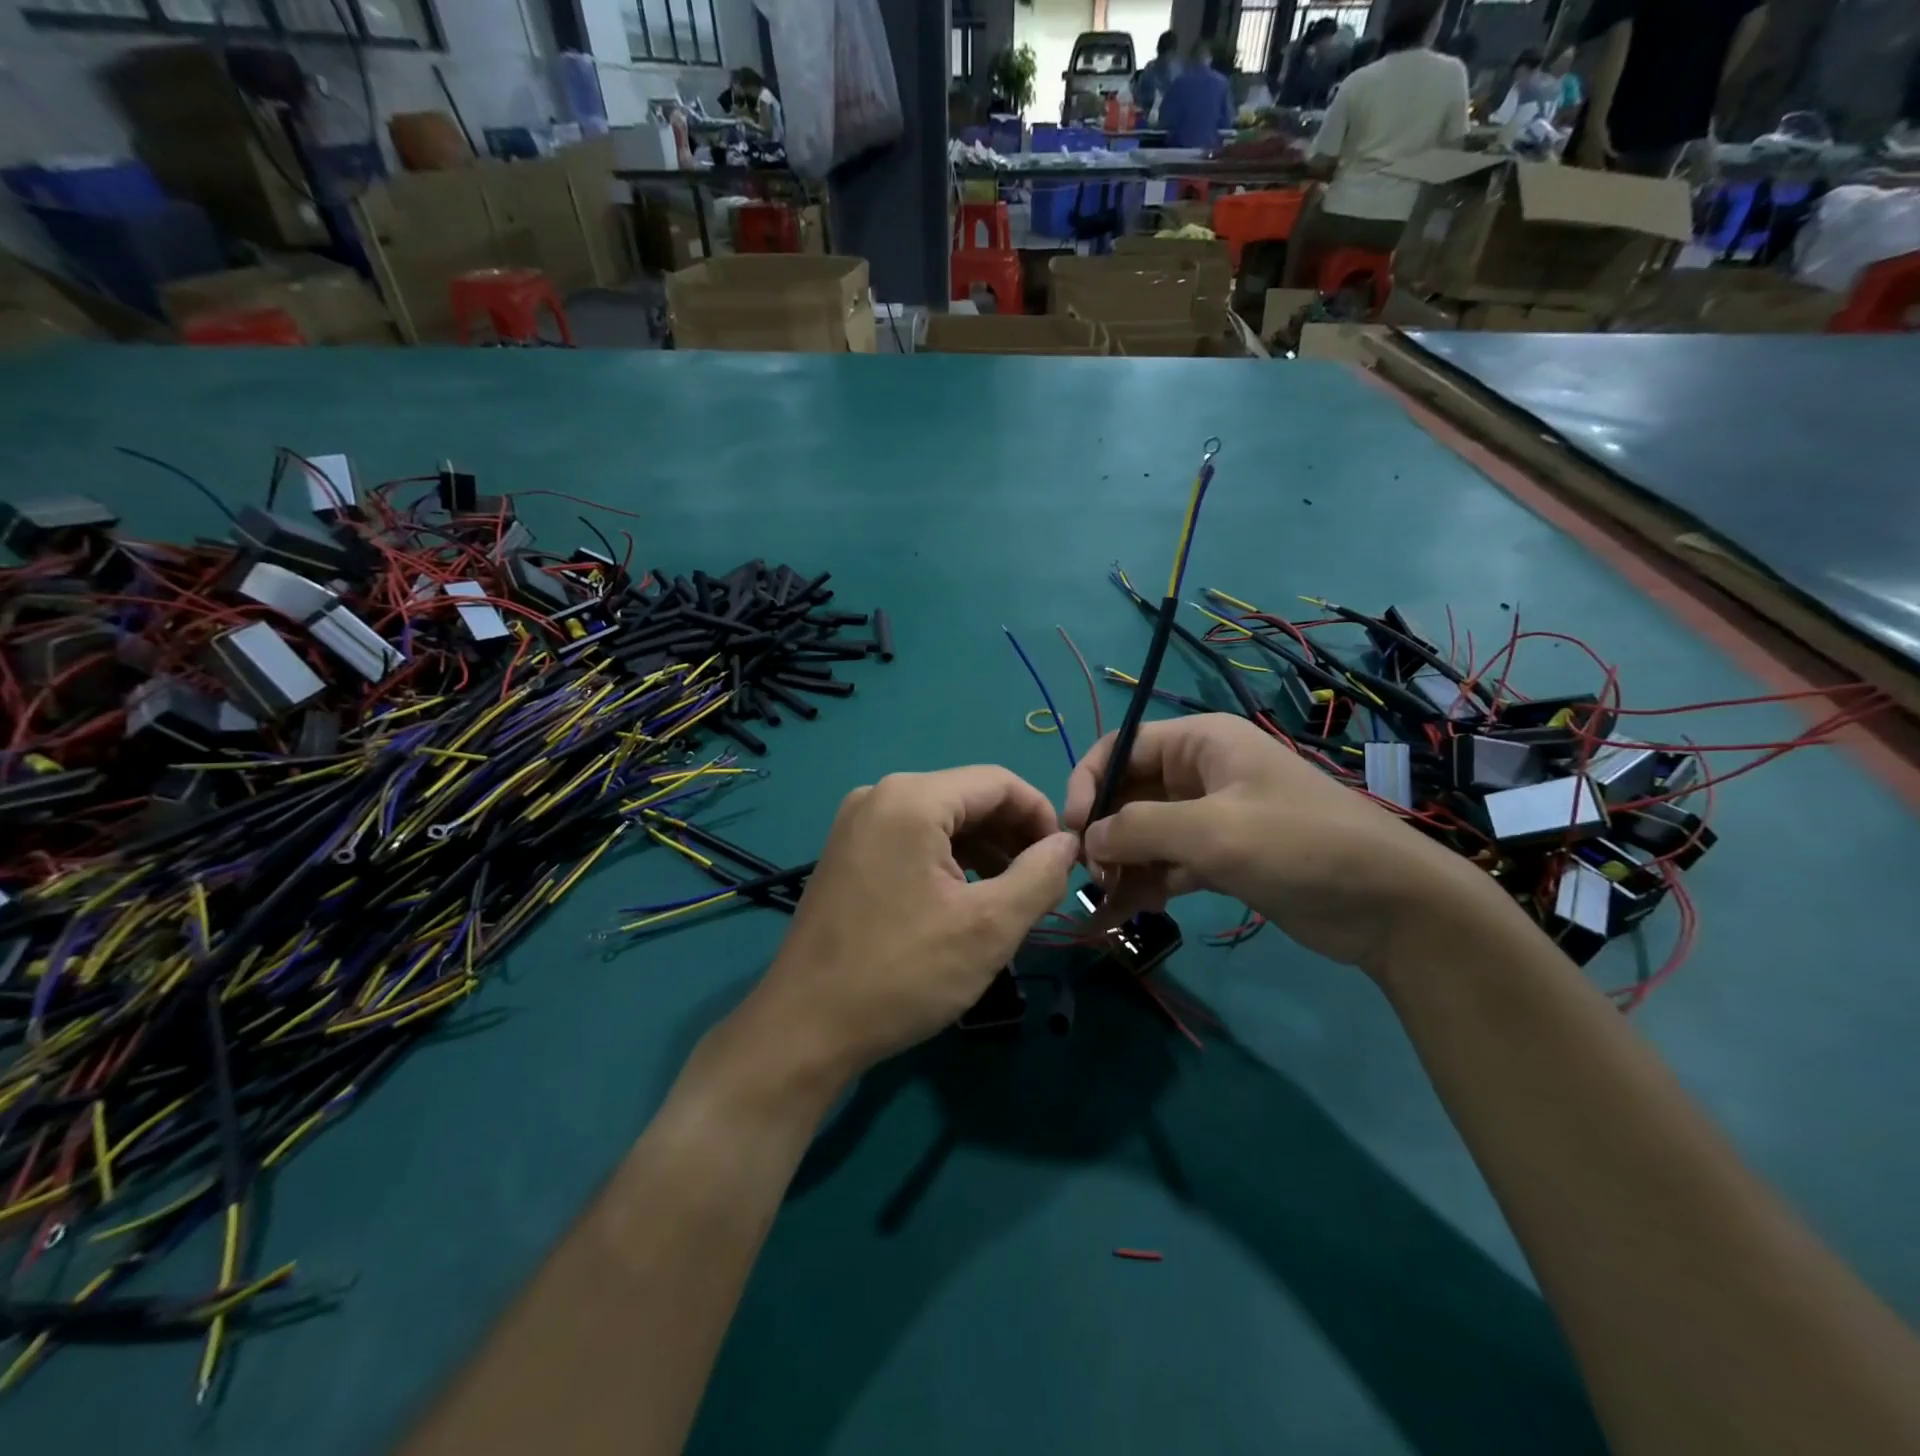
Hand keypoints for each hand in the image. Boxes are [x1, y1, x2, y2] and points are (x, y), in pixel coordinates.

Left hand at [743, 767, 1078, 1084]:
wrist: (805, 1028)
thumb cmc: (903, 974)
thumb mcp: (988, 927)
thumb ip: (1040, 875)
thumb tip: (1068, 843)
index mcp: (912, 798)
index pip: (1000, 782)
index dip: (1042, 816)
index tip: (1065, 862)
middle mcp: (881, 795)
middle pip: (969, 797)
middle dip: (1013, 836)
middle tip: (1042, 885)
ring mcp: (858, 823)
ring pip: (942, 820)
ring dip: (985, 850)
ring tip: (1010, 897)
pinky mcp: (848, 851)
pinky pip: (914, 838)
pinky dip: (949, 861)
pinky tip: (966, 899)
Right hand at [1062, 715, 1503, 971]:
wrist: (1391, 905)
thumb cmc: (1299, 845)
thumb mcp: (1212, 831)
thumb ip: (1138, 829)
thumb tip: (1084, 840)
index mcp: (1200, 743)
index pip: (1120, 747)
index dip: (1086, 782)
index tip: (1070, 830)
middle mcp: (1200, 772)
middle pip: (1127, 792)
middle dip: (1102, 830)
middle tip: (1088, 876)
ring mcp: (1210, 817)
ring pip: (1143, 832)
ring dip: (1119, 863)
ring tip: (1101, 902)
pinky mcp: (1221, 858)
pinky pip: (1166, 863)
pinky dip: (1144, 884)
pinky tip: (1124, 912)